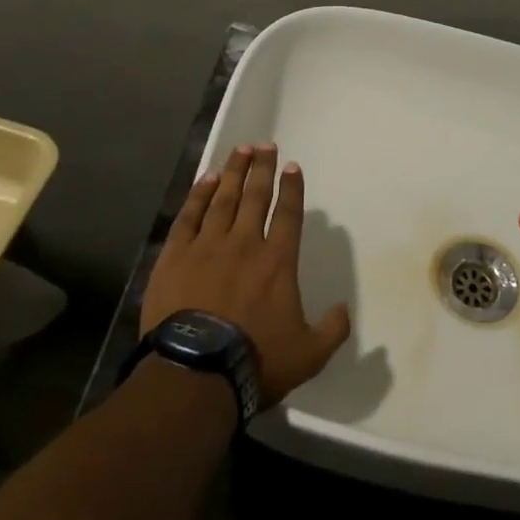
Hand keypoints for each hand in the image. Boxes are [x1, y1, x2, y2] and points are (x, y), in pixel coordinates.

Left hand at [139, 145, 350, 408]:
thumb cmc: (256, 360)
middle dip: (262, 168)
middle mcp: (245, 243)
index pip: (288, 213)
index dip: (292, 188)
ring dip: (233, 172)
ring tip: (240, 150)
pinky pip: (189, 216)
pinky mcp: (175, 257)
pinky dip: (198, 195)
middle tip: (264, 145)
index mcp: (278, 261)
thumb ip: (333, 329)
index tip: (292, 166)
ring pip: (223, 198)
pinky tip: (205, 180)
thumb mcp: (309, 354)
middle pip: (255, 196)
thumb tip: (344, 309)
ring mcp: (207, 246)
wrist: (195, 374)